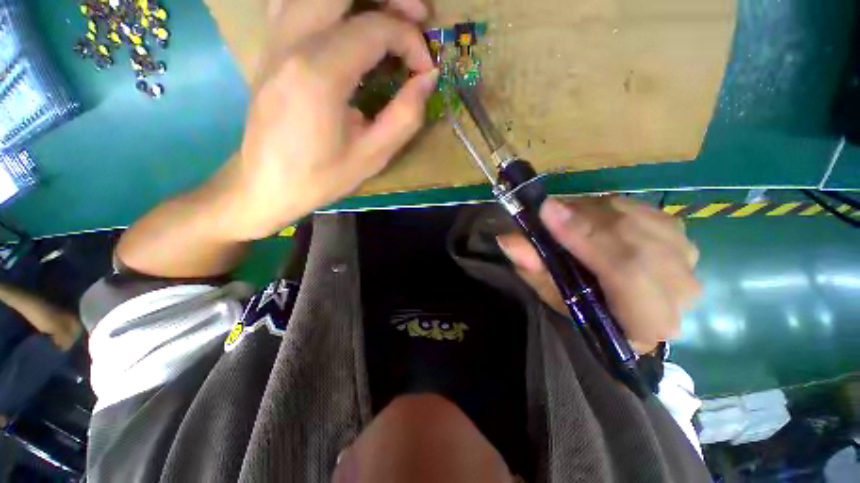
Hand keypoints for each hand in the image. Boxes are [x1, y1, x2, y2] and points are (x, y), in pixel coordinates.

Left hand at [216, 0, 437, 239]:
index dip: (410, 42)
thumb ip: (405, 116)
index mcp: (319, 74)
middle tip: (418, 17)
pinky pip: (297, 0)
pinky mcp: (270, 45)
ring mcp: (275, 38)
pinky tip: (347, 22)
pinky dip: (329, 5)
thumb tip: (427, 79)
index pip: (375, 28)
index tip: (424, 71)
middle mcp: (292, 41)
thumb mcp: (372, 156)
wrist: (265, 185)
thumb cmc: (320, 177)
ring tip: (389, 16)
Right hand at [497, 197, 700, 353]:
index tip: (548, 214)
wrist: (619, 301)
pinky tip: (590, 217)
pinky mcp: (680, 234)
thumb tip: (508, 240)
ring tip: (565, 218)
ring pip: (638, 220)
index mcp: (645, 323)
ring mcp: (685, 259)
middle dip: (586, 222)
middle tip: (548, 210)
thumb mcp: (551, 293)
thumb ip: (533, 268)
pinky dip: (608, 208)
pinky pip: (642, 209)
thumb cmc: (583, 307)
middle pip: (636, 243)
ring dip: (594, 214)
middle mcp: (677, 292)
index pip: (627, 274)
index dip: (586, 240)